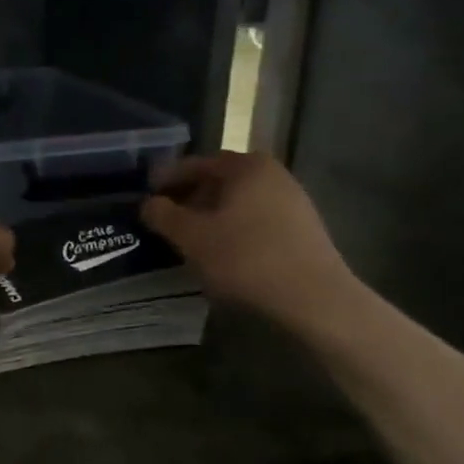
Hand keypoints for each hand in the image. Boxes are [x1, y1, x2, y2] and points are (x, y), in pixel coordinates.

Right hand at [141, 153, 354, 330]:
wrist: (315, 300)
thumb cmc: (246, 258)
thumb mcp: (191, 237)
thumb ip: (163, 215)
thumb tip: (148, 203)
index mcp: (246, 166)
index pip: (196, 163)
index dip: (167, 179)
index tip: (147, 196)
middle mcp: (273, 175)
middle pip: (220, 180)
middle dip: (190, 196)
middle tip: (166, 217)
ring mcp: (293, 201)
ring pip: (239, 201)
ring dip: (212, 214)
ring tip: (190, 237)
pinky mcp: (303, 229)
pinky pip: (257, 219)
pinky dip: (234, 228)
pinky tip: (222, 252)